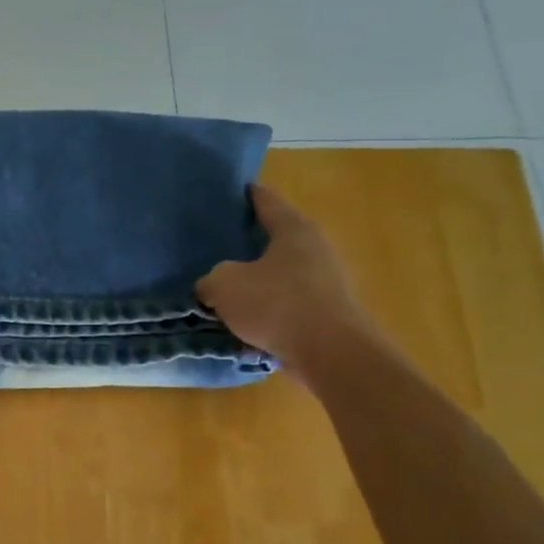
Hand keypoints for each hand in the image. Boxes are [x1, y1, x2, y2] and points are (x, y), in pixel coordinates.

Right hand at [196, 185, 373, 372]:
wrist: (331, 353)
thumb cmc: (276, 305)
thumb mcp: (224, 285)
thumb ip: (212, 279)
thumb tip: (213, 286)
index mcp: (293, 229)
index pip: (267, 201)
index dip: (248, 195)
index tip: (235, 190)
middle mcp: (315, 248)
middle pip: (277, 238)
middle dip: (250, 242)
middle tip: (220, 246)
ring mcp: (326, 281)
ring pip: (282, 273)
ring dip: (259, 280)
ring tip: (229, 288)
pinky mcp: (327, 311)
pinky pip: (288, 302)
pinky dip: (269, 307)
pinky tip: (247, 320)